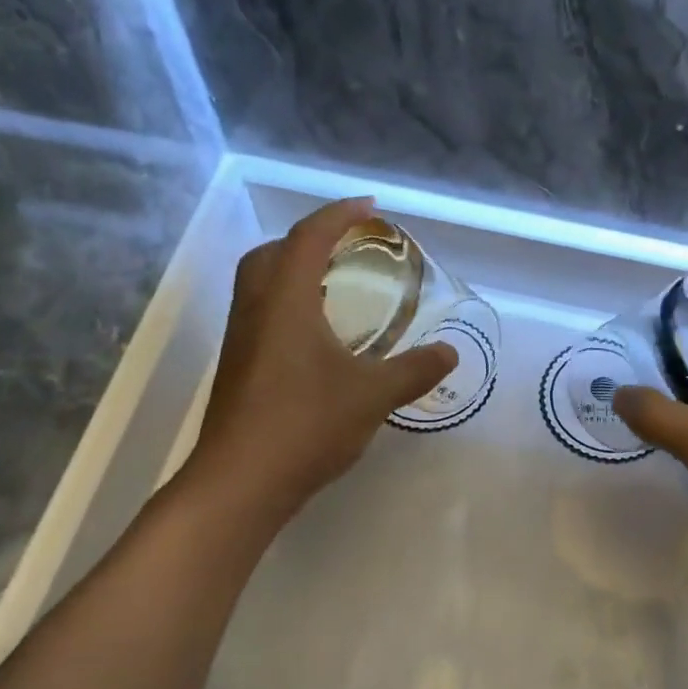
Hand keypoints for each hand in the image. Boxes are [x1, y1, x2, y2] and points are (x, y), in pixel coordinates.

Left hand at [185, 198, 458, 522]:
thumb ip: (414, 370)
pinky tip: (316, 338)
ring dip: (293, 273)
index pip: (309, 237)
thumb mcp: (372, 396)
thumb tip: (450, 353)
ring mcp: (240, 340)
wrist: (241, 481)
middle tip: (346, 250)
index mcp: (285, 300)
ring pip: (260, 285)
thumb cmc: (306, 425)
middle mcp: (255, 310)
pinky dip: (287, 307)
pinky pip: (261, 315)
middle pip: (273, 254)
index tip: (369, 207)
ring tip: (334, 289)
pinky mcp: (237, 369)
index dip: (340, 215)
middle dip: (308, 240)